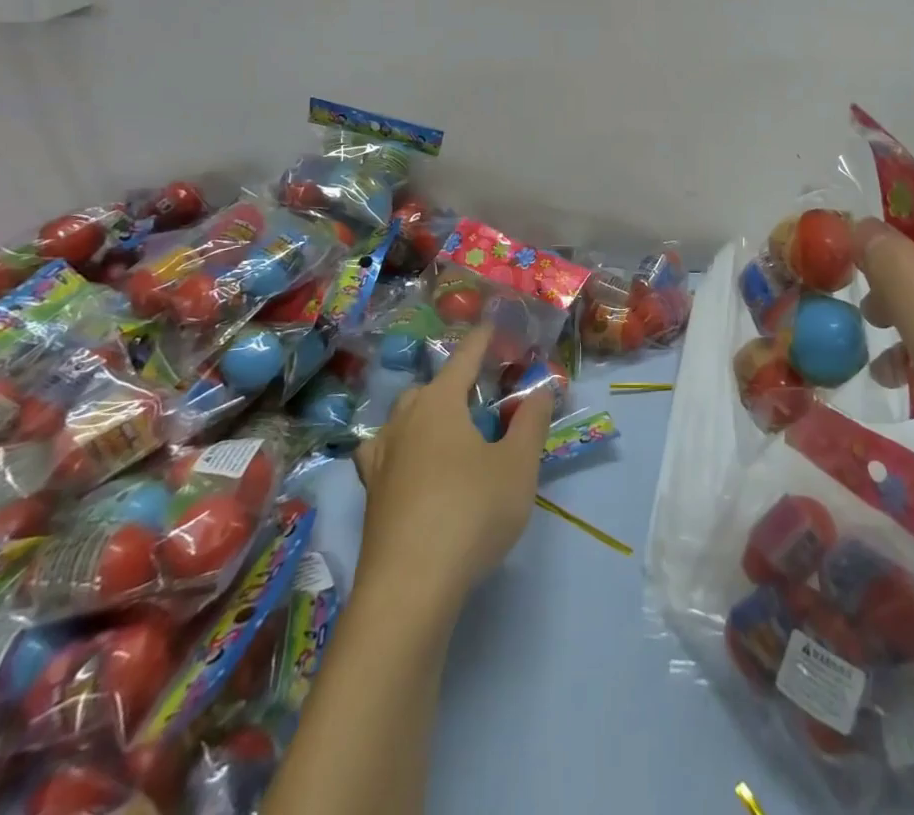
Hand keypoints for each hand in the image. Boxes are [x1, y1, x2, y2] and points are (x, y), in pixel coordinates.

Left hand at [353, 329, 553, 609]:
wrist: (410, 587)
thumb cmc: (471, 511)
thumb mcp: (518, 465)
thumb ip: (531, 423)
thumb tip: (541, 390)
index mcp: (439, 403)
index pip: (464, 358)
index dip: (481, 340)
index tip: (492, 326)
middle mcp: (404, 421)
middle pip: (428, 388)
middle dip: (453, 384)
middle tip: (481, 397)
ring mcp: (381, 459)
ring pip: (402, 420)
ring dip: (423, 416)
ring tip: (447, 431)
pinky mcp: (371, 496)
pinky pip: (385, 455)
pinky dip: (401, 450)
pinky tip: (412, 468)